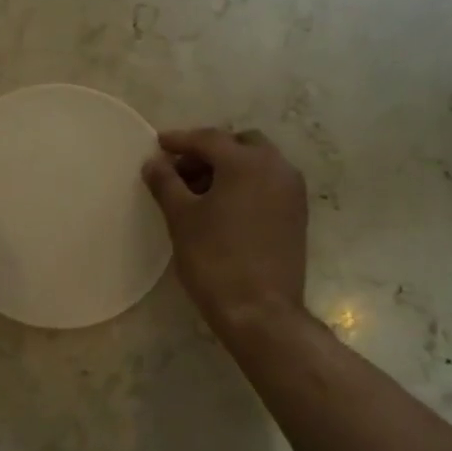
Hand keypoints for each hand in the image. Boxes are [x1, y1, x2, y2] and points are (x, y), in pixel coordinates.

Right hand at [143, 128, 308, 340]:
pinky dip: (244, 185)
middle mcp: (276, 167)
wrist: (260, 311)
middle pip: (238, 144)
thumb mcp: (181, 217)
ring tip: (197, 192)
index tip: (157, 144)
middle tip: (180, 171)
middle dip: (208, 152)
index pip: (208, 139)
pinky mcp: (296, 214)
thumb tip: (154, 162)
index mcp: (247, 162)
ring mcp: (292, 191)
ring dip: (227, 168)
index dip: (179, 140)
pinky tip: (222, 207)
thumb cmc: (214, 259)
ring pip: (256, 164)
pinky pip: (267, 184)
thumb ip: (165, 182)